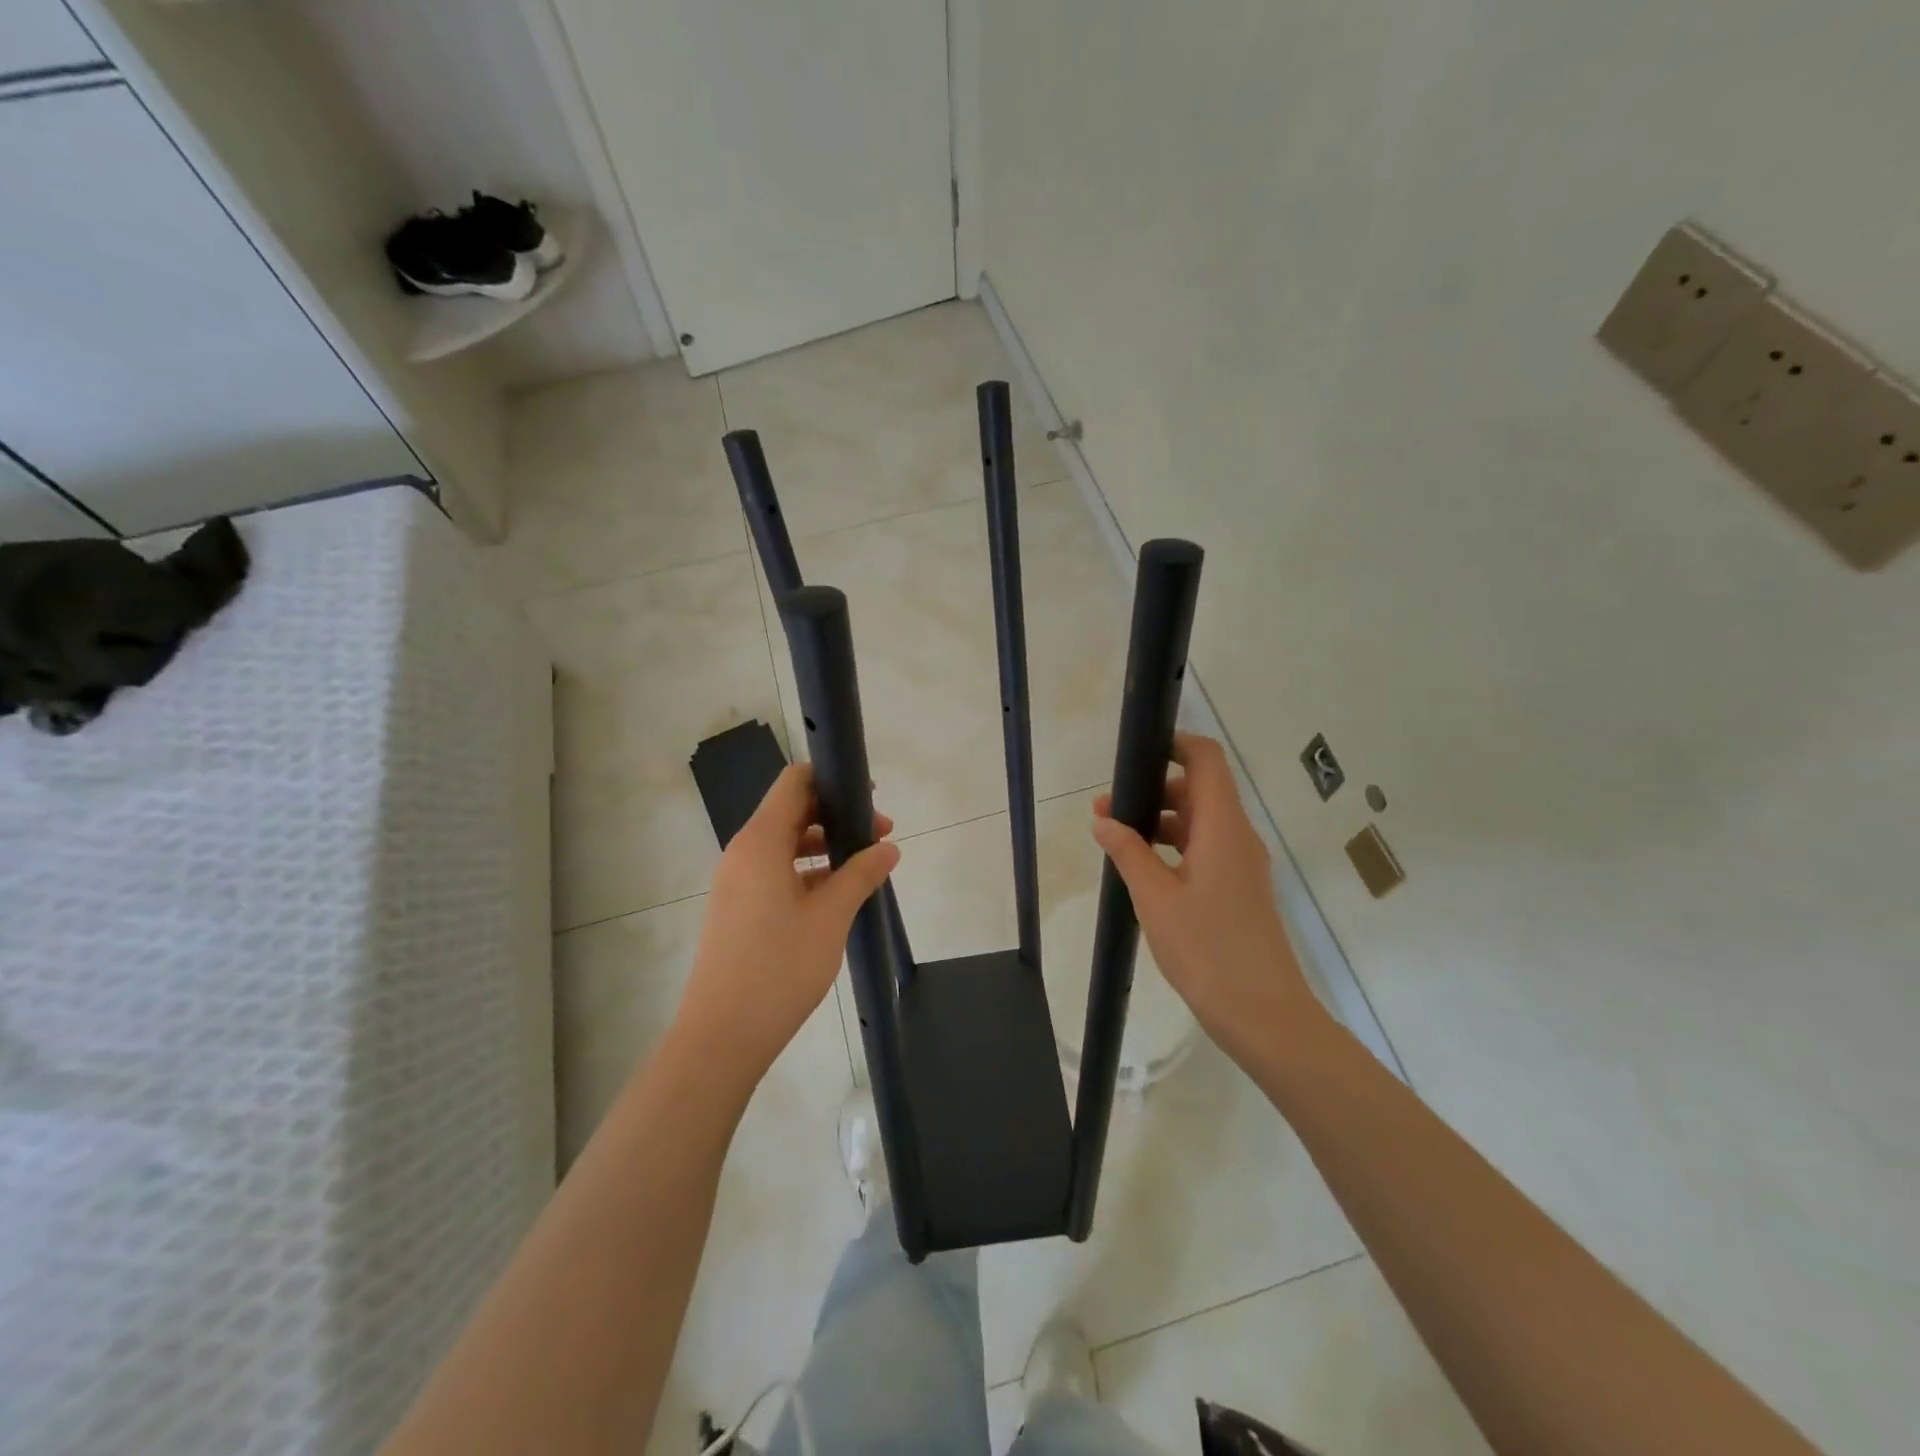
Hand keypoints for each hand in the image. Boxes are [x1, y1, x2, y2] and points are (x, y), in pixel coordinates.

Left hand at [677, 764, 899, 1080]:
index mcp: (760, 842)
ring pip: (785, 845)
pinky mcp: (738, 909)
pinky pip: (775, 872)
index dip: (831, 779)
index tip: (870, 795)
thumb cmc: (779, 967)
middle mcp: (743, 853)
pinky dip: (807, 872)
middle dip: (837, 816)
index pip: (794, 783)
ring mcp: (737, 882)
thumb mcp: (830, 916)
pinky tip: (838, 895)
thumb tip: (888, 849)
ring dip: (824, 846)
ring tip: (865, 866)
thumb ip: (861, 874)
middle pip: (791, 812)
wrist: (722, 1036)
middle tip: (880, 835)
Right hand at [1091, 733, 1324, 1061]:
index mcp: (1223, 828)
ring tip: (1116, 841)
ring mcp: (1242, 864)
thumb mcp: (1155, 898)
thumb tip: (1104, 818)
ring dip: (1161, 822)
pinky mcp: (1239, 889)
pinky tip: (1143, 870)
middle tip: (1107, 809)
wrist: (1263, 1015)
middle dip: (1154, 790)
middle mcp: (1238, 837)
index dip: (1175, 745)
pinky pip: (1205, 850)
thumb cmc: (1207, 950)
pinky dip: (1174, 847)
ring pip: (1200, 822)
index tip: (1137, 753)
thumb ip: (1128, 852)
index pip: (1207, 760)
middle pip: (1200, 789)